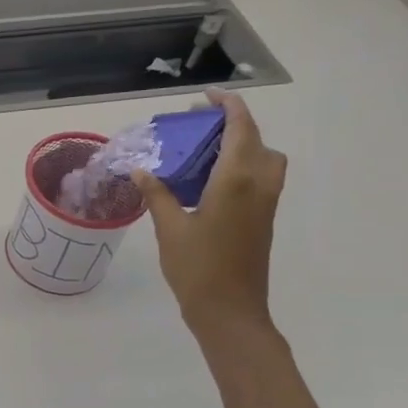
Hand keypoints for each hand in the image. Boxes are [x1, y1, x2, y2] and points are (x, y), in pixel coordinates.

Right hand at [132, 89, 287, 337]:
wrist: (230, 311)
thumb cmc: (197, 268)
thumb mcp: (169, 228)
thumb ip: (157, 194)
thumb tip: (141, 169)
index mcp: (236, 180)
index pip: (241, 128)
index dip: (227, 106)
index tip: (206, 96)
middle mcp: (258, 185)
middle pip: (257, 141)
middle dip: (233, 125)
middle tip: (199, 127)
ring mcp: (265, 204)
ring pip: (264, 161)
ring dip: (241, 147)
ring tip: (204, 152)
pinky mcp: (263, 220)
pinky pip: (259, 179)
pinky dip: (240, 168)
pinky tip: (208, 182)